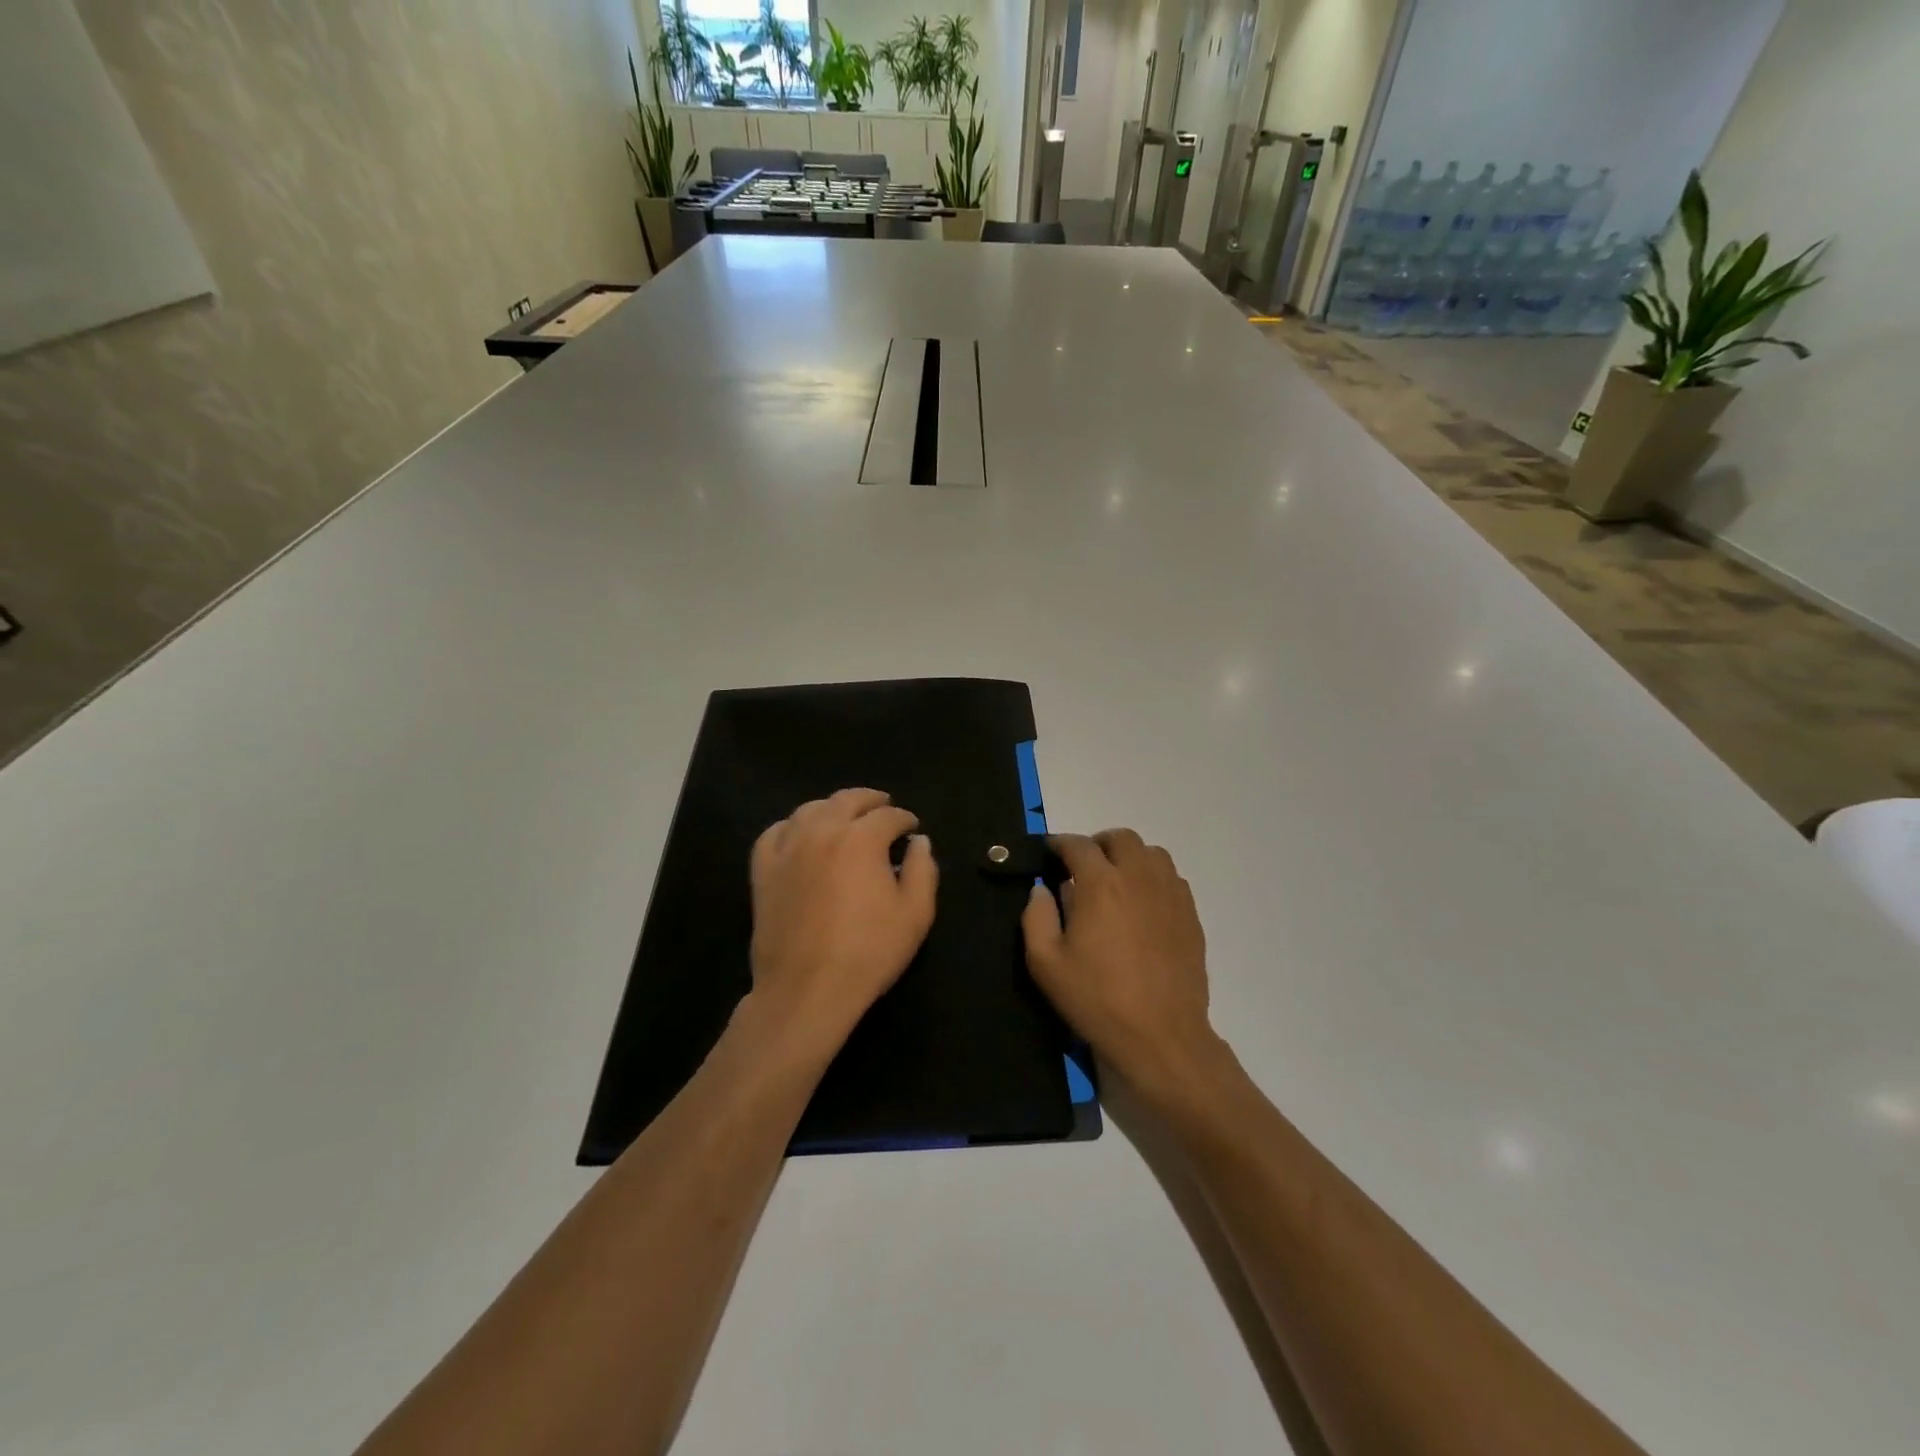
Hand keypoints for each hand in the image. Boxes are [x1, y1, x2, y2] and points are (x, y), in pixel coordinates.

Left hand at [748, 788, 938, 1047]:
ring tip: (844, 816)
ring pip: (810, 809)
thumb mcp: (915, 914)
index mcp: (861, 839)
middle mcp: (822, 831)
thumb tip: (920, 841)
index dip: (904, 819)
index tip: (912, 828)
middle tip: (883, 806)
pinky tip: (800, 834)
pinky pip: (775, 833)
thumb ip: (922, 870)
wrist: (807, 989)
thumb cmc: (868, 952)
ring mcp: (787, 848)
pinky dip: (792, 826)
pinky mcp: (763, 870)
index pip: (888, 816)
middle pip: (847, 800)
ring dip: (833, 807)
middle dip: (870, 800)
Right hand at [1022, 830, 1221, 1089]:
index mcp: (1101, 884)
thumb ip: (1036, 917)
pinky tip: (1143, 904)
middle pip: (1121, 838)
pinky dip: (1153, 878)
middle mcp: (1138, 877)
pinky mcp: (1190, 914)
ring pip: (1152, 853)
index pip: (1078, 845)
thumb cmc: (1097, 998)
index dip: (1059, 844)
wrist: (1161, 1035)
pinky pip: (1172, 878)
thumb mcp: (1045, 963)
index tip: (1049, 854)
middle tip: (1083, 868)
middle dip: (1098, 845)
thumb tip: (1041, 889)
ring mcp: (1170, 894)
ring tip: (1116, 882)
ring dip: (1129, 858)